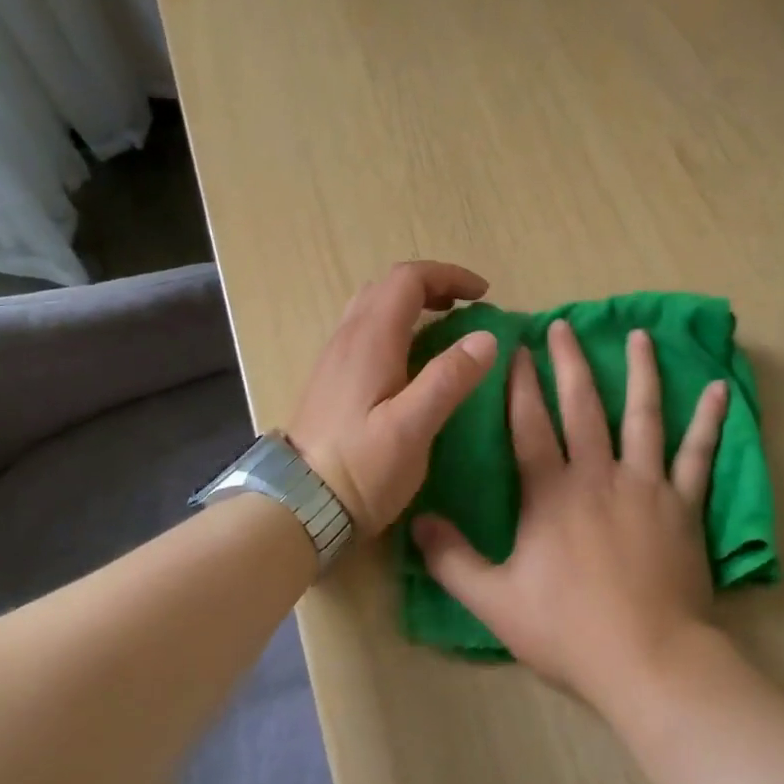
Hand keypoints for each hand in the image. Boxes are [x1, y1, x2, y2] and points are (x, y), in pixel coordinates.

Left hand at [287, 261, 498, 535]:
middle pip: (388, 286)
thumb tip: (486, 337)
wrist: (297, 507)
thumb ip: (449, 379)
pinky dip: (397, 326)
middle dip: (432, 286)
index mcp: (371, 339)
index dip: (449, 275)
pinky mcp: (331, 380)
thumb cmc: (359, 468)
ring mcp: (335, 358)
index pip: (408, 279)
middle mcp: (348, 337)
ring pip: (373, 307)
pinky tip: (412, 360)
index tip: (483, 294)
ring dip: (412, 304)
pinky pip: (366, 331)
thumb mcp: (412, 427)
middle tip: (465, 307)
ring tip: (444, 328)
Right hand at [413, 320, 729, 712]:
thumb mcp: (496, 602)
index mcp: (551, 493)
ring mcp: (646, 484)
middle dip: (570, 362)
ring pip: (642, 415)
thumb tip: (417, 521)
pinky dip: (708, 420)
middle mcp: (597, 474)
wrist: (648, 661)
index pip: (530, 424)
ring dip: (640, 372)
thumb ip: (453, 561)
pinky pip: (698, 454)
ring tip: (639, 335)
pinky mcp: (683, 503)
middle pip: (582, 406)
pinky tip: (717, 389)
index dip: (521, 384)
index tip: (519, 348)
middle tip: (565, 325)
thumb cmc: (569, 632)